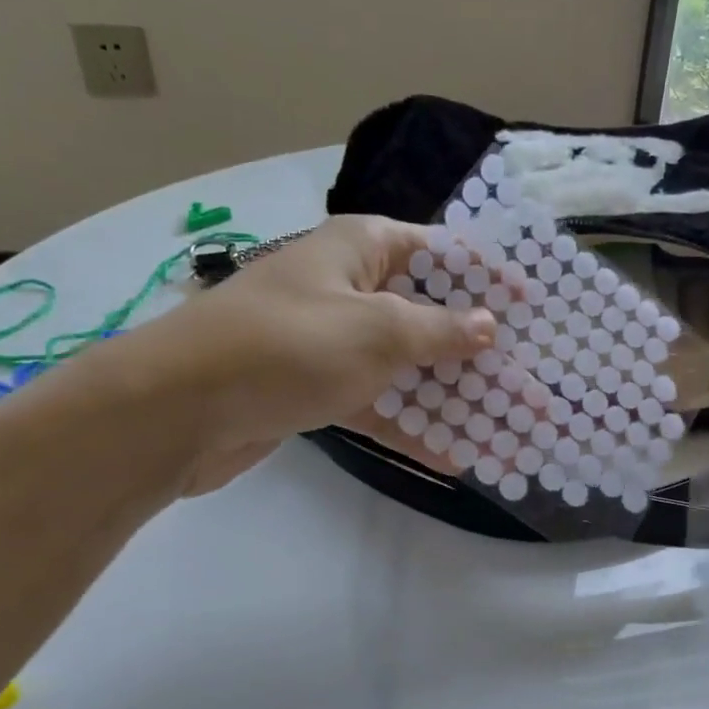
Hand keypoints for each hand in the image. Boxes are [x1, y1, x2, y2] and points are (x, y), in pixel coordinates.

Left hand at [102, 216, 495, 496]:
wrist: (177, 410)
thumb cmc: (289, 347)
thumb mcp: (378, 331)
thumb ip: (440, 330)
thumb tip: (488, 325)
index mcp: (361, 249)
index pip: (440, 252)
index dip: (488, 276)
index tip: (531, 305)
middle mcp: (349, 289)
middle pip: (428, 314)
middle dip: (478, 351)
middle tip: (530, 379)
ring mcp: (332, 342)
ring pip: (406, 366)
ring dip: (451, 397)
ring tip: (506, 427)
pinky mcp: (316, 389)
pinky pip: (376, 403)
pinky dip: (409, 427)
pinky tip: (454, 458)